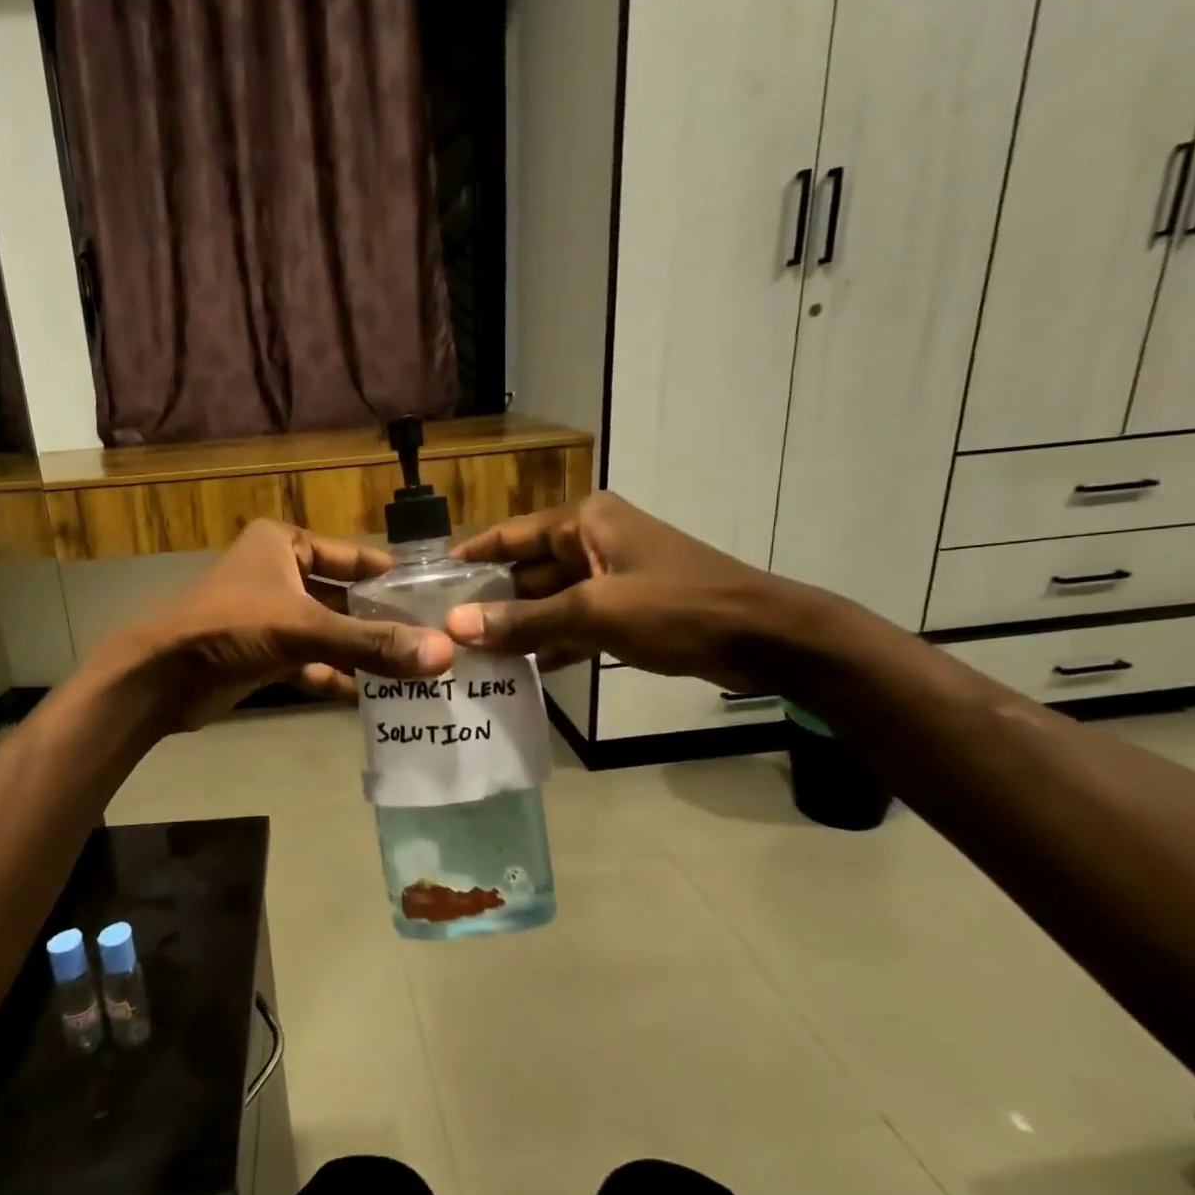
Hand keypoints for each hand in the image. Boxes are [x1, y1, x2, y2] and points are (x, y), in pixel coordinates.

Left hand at [118, 519, 454, 729]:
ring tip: (412, 674)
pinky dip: (334, 676)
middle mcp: (278, 574)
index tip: (434, 598)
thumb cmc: (231, 628)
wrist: (160, 678)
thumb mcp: (305, 628)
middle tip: (431, 643)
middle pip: (343, 598)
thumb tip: (442, 655)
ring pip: (328, 633)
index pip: (352, 556)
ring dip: (361, 654)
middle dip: (381, 623)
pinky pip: (309, 661)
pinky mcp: (261, 654)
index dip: (391, 576)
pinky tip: (370, 698)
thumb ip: (372, 643)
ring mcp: (269, 616)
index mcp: (284, 545)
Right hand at [443, 493, 818, 691]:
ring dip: (517, 627)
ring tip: (472, 658)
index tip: (429, 583)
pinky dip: (551, 643)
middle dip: (490, 602)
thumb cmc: (677, 608)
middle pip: (525, 570)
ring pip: (547, 600)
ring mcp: (610, 576)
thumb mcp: (594, 613)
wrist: (765, 637)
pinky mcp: (625, 608)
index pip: (508, 535)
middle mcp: (591, 540)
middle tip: (445, 634)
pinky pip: (573, 622)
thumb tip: (457, 627)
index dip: (469, 557)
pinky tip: (522, 671)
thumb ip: (524, 621)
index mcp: (583, 522)